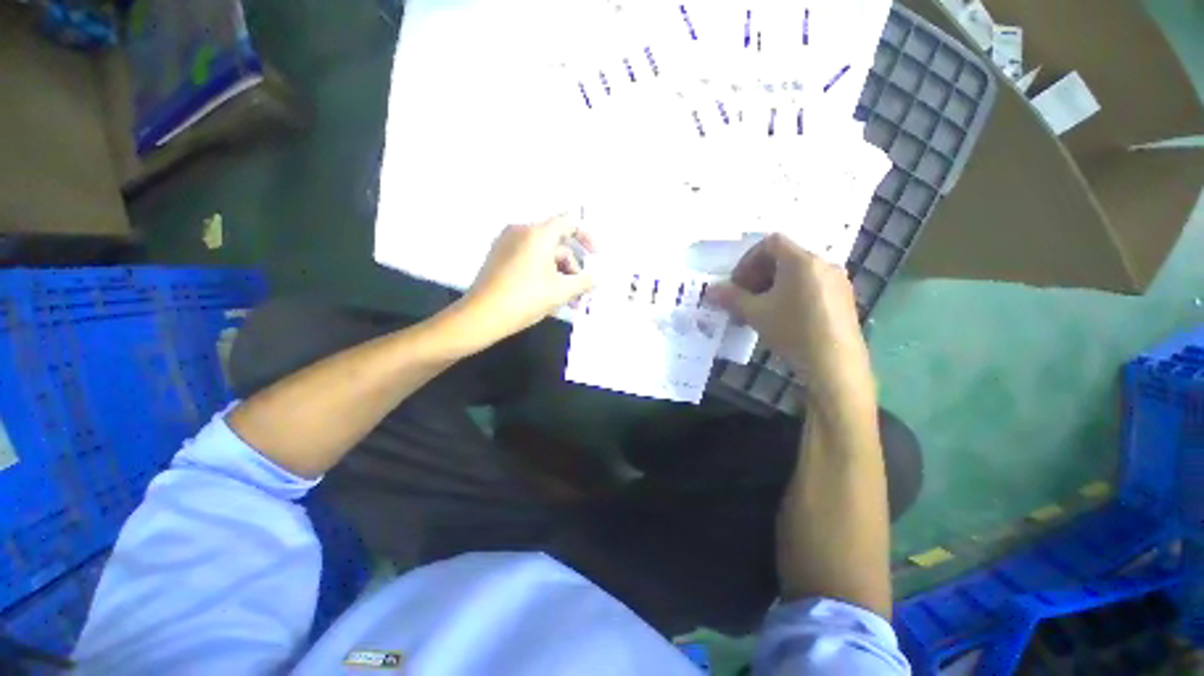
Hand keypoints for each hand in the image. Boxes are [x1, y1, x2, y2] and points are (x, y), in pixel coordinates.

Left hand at [457, 216, 595, 344]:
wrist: (481, 316)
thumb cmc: (525, 299)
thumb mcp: (561, 292)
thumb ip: (584, 282)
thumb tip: (598, 279)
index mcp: (537, 234)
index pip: (569, 222)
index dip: (588, 237)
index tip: (597, 256)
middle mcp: (521, 231)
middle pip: (557, 243)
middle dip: (573, 267)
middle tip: (582, 290)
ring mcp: (507, 244)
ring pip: (544, 254)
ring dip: (560, 274)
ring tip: (569, 300)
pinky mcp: (499, 257)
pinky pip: (529, 259)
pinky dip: (544, 273)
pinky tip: (549, 296)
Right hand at [708, 234, 869, 393]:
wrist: (834, 363)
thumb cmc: (791, 330)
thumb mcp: (755, 313)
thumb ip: (731, 298)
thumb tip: (709, 291)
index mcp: (801, 260)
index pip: (770, 243)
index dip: (747, 260)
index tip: (736, 284)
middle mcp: (822, 263)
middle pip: (783, 258)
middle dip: (757, 276)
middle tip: (743, 299)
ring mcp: (836, 281)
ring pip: (796, 274)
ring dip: (772, 287)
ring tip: (759, 312)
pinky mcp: (843, 299)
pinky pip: (810, 286)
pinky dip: (790, 295)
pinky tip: (782, 319)